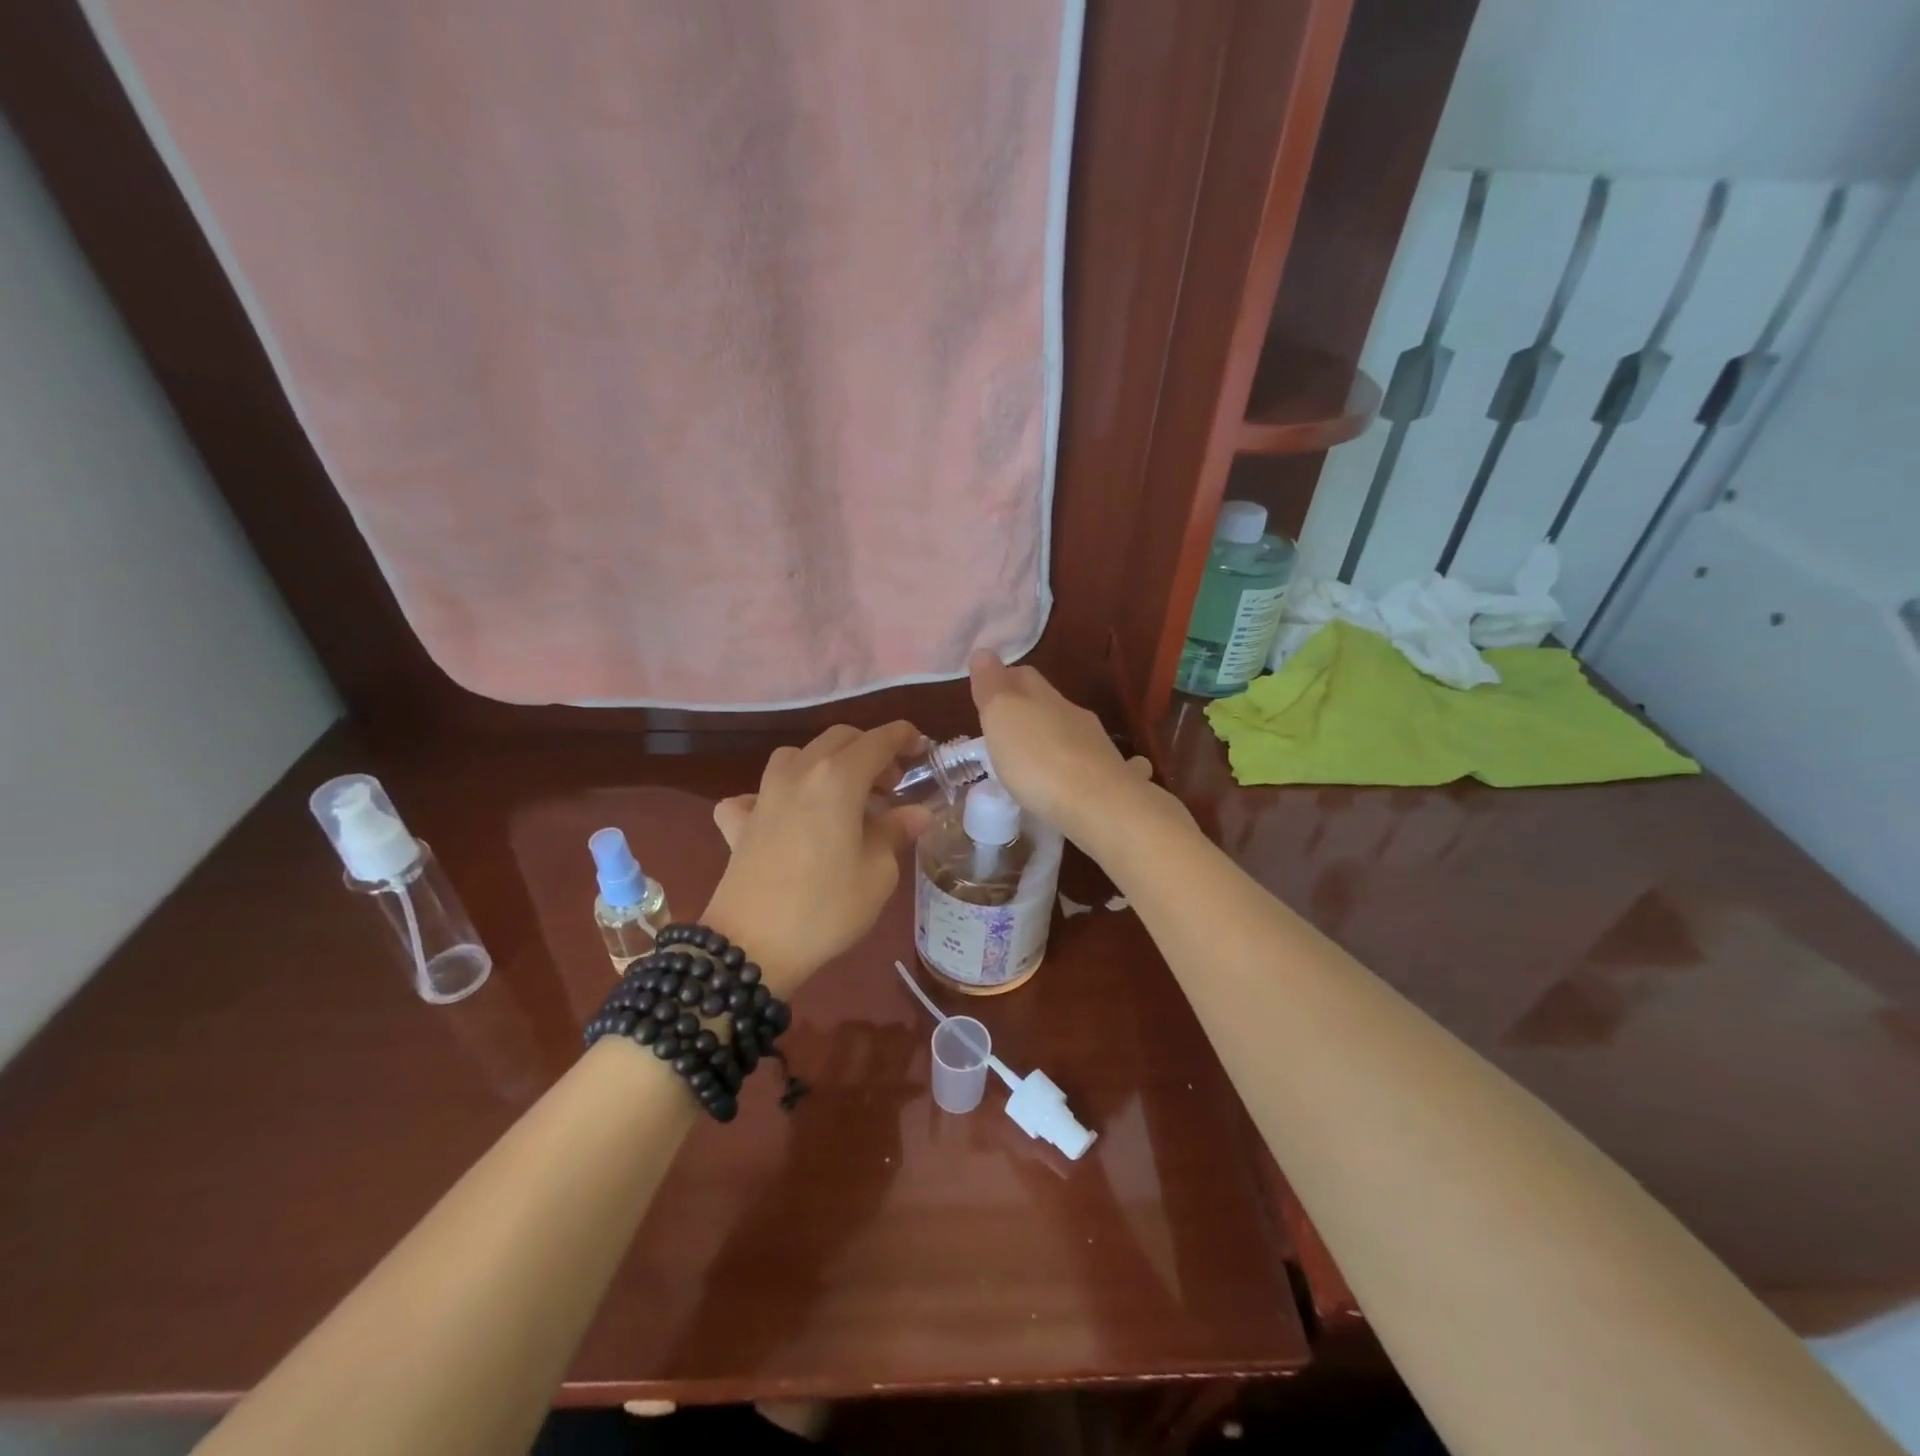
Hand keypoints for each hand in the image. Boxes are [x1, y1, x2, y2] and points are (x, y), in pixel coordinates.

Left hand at [703, 721, 929, 993]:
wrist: (751, 946)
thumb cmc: (827, 907)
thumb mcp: (878, 872)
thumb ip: (896, 832)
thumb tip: (916, 813)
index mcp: (838, 778)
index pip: (878, 741)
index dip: (904, 737)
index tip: (922, 747)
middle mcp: (799, 773)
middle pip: (838, 740)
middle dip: (869, 750)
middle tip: (891, 784)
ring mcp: (763, 795)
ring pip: (797, 756)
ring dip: (825, 764)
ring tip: (842, 796)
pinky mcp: (738, 822)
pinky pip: (756, 794)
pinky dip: (775, 797)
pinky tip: (783, 818)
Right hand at [968, 651, 1154, 848]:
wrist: (1098, 804)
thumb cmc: (1038, 759)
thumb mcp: (1001, 717)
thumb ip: (992, 686)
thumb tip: (984, 652)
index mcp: (1045, 698)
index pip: (1024, 677)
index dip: (1005, 680)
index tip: (988, 693)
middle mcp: (1075, 715)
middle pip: (1049, 704)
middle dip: (1030, 711)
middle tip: (1008, 730)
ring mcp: (1099, 747)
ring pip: (1074, 733)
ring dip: (1056, 739)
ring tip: (1036, 759)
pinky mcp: (1114, 779)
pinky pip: (1099, 765)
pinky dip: (1086, 767)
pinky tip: (1082, 781)